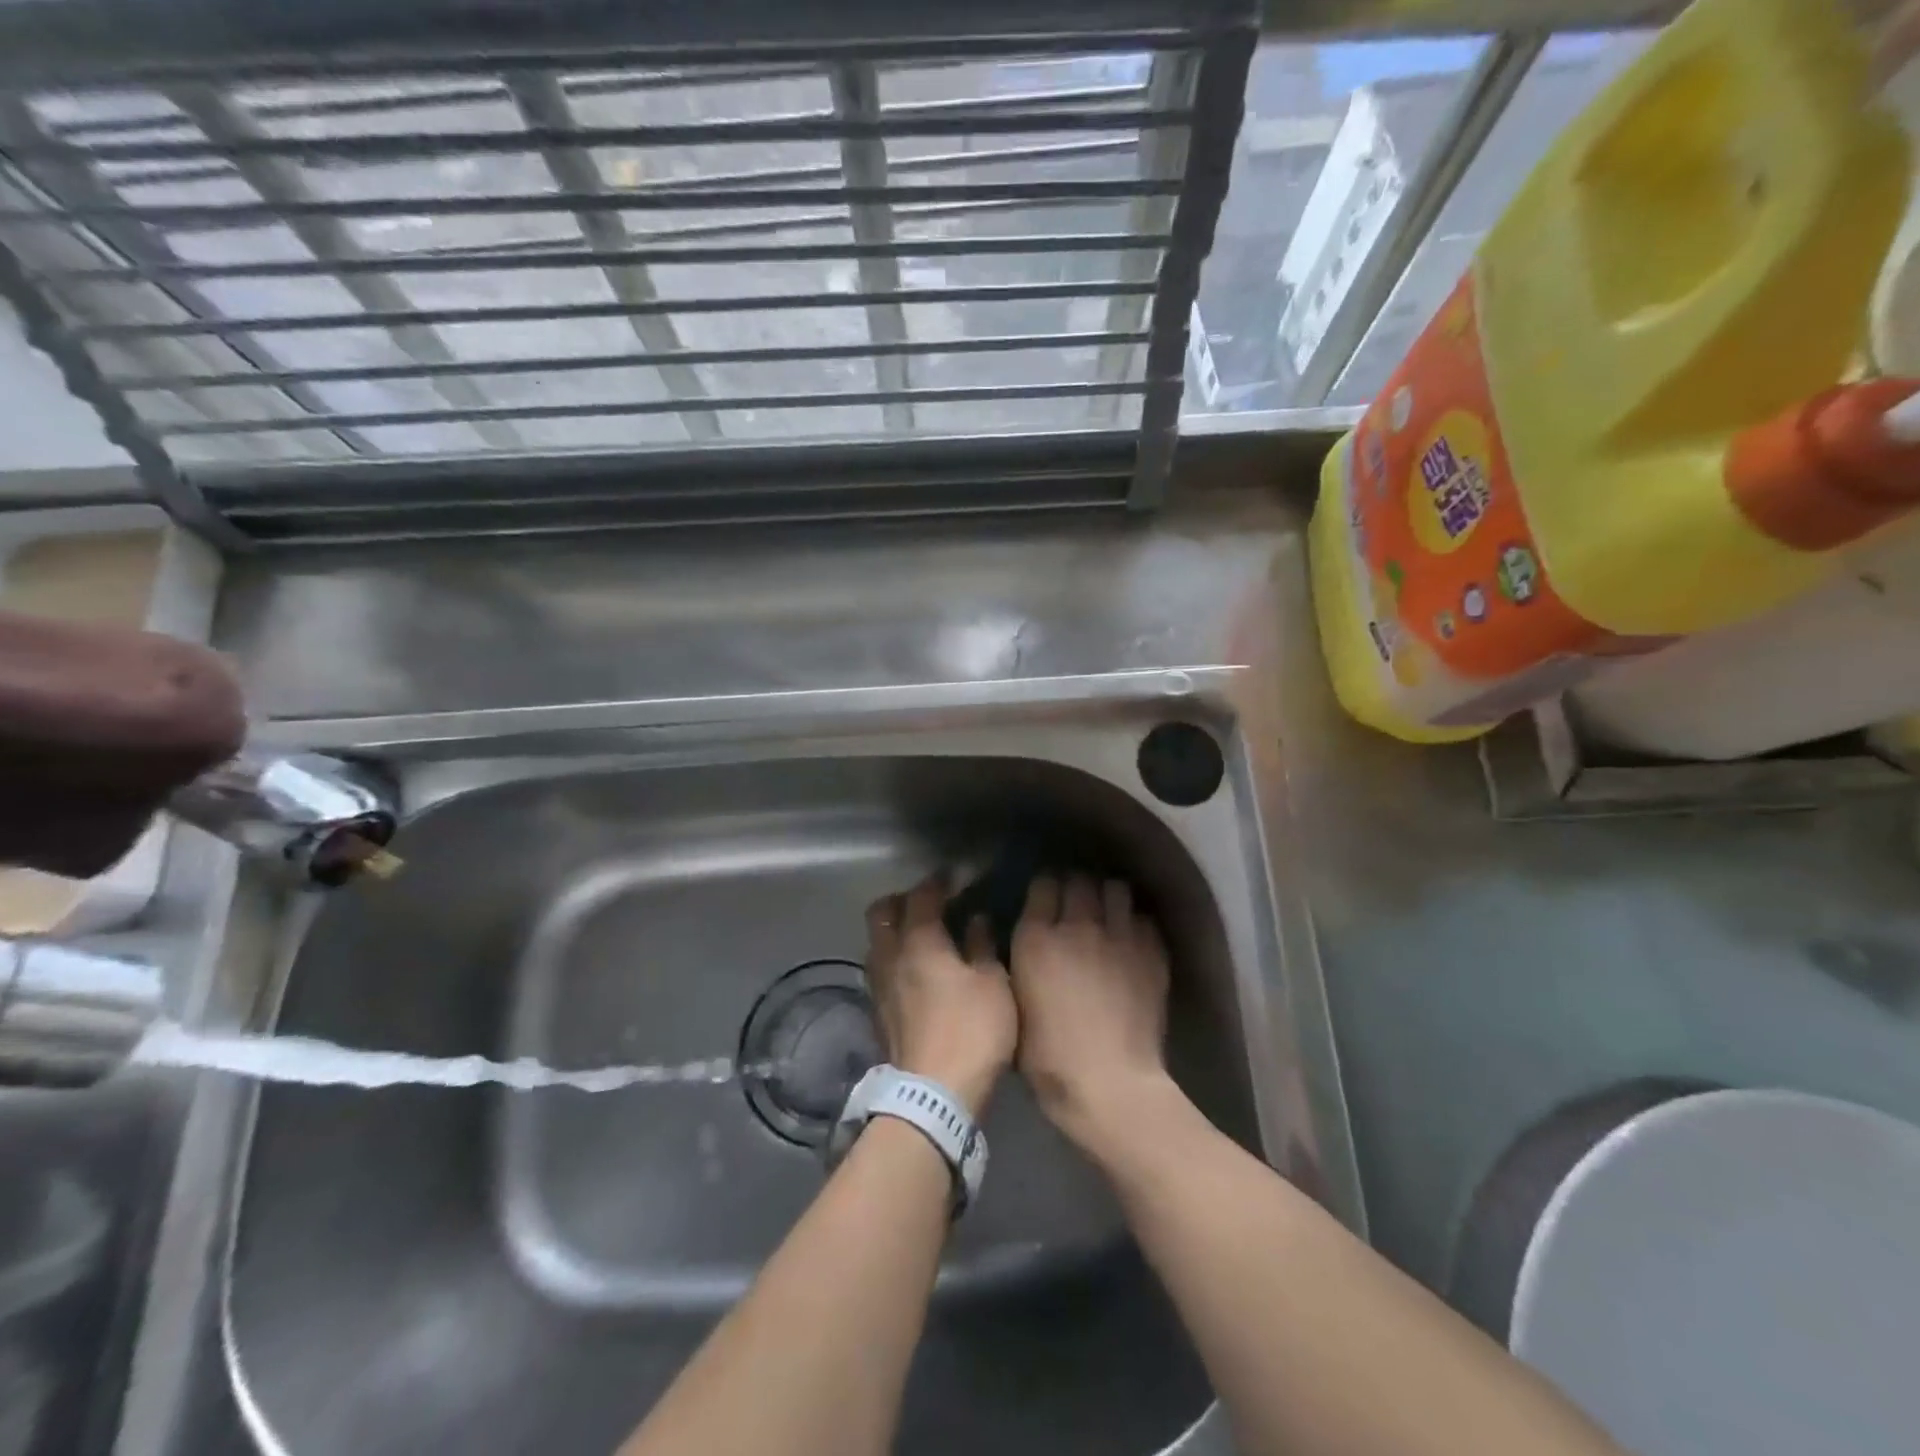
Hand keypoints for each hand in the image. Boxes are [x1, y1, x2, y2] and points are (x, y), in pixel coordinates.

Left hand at [864, 875, 1016, 1116]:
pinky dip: (895, 959)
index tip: (955, 877)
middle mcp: (890, 956)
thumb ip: (982, 945)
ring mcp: (878, 985)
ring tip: (923, 937)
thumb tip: (976, 920)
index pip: (922, 896)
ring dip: (894, 931)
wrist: (933, 1096)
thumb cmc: (971, 1031)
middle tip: (929, 904)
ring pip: (876, 942)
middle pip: (881, 912)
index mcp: (919, 941)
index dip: (938, 882)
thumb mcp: (992, 984)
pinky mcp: (877, 1012)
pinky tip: (917, 973)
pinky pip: (880, 969)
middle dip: (902, 900)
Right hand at [1009, 874, 1173, 1157]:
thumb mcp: (1015, 1009)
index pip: (1043, 885)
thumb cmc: (1049, 1059)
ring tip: (1109, 915)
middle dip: (1077, 888)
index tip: (1046, 900)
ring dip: (1110, 899)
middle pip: (1080, 881)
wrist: (1110, 1084)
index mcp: (1036, 938)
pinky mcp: (1151, 952)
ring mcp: (1118, 936)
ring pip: (1116, 890)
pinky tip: (1133, 942)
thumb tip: (1028, 948)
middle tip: (1077, 906)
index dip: (1045, 890)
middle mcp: (1077, 926)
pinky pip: (1144, 920)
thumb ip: (1021, 968)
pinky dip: (1136, 925)